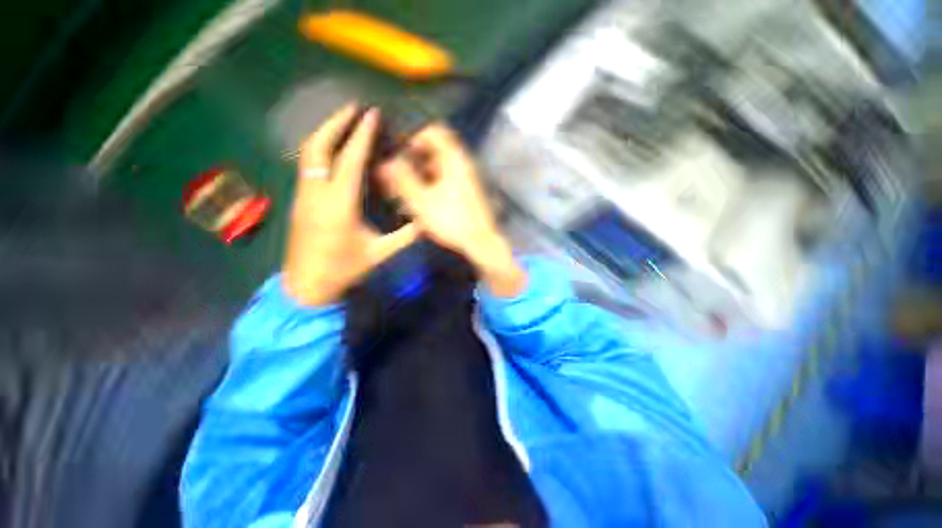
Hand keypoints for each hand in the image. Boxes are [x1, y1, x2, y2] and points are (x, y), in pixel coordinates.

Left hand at [283, 104, 418, 305]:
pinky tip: (333, 148)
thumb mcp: (379, 253)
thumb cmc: (344, 269)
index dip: (361, 136)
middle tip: (353, 108)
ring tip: (343, 121)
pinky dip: (320, 148)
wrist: (306, 285)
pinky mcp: (299, 199)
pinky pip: (307, 164)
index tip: (371, 115)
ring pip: (308, 153)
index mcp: (339, 205)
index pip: (351, 160)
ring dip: (325, 132)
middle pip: (318, 146)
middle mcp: (316, 193)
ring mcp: (303, 195)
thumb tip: (425, 223)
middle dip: (335, 123)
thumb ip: (404, 236)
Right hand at [378, 123, 525, 296]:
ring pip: (439, 170)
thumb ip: (402, 180)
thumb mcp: (421, 201)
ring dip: (420, 177)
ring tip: (405, 195)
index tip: (400, 154)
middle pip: (434, 152)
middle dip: (413, 162)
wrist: (480, 242)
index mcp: (454, 159)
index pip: (434, 132)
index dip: (414, 138)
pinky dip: (432, 188)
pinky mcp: (467, 194)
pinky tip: (421, 205)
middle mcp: (462, 165)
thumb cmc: (451, 220)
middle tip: (398, 178)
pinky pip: (446, 183)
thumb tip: (385, 163)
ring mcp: (466, 180)